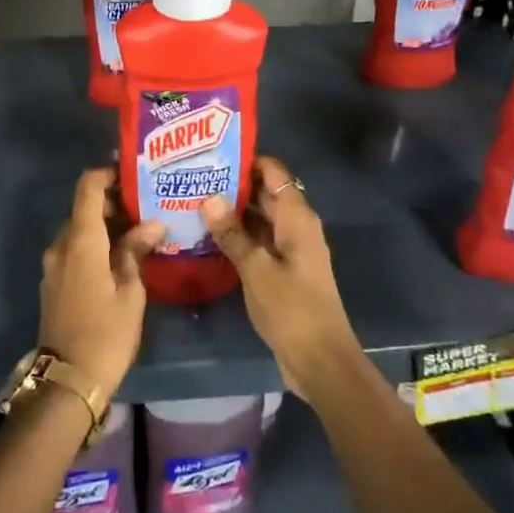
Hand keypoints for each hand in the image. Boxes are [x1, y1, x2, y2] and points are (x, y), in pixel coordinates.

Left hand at [38, 168, 162, 401]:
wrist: (67, 381)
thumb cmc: (106, 333)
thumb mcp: (130, 292)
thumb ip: (137, 251)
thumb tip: (152, 223)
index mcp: (80, 240)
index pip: (88, 188)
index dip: (107, 174)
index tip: (133, 175)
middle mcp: (61, 245)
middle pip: (84, 209)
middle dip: (113, 204)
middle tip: (147, 208)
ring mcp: (53, 265)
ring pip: (79, 231)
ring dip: (105, 227)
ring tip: (140, 234)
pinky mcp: (53, 284)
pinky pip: (74, 251)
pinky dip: (95, 246)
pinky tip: (120, 260)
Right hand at [201, 156, 360, 401]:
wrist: (321, 361)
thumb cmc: (292, 309)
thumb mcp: (256, 269)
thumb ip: (232, 233)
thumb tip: (208, 197)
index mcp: (297, 218)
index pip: (273, 172)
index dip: (246, 159)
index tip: (212, 151)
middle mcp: (296, 227)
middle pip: (265, 193)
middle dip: (233, 183)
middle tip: (193, 175)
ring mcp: (290, 250)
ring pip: (260, 218)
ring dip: (232, 211)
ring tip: (192, 199)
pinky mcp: (283, 271)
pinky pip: (258, 241)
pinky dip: (238, 235)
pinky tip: (207, 235)